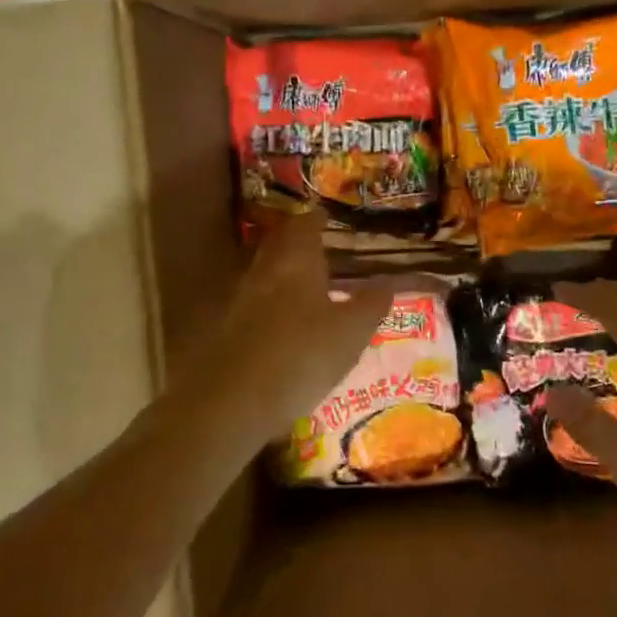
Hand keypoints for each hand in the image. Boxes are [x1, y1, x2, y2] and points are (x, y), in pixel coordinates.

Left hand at [191, 213, 411, 449]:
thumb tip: (388, 280)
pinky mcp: (228, 329)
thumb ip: (371, 303)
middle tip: (317, 243)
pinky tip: (284, 320)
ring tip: (306, 281)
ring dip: (283, 271)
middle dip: (296, 240)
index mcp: (297, 260)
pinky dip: (271, 302)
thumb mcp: (351, 332)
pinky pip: (255, 302)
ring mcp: (242, 299)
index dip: (316, 219)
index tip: (327, 216)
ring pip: (265, 272)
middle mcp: (265, 270)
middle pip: (279, 244)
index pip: (305, 225)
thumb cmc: (302, 355)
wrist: (232, 401)